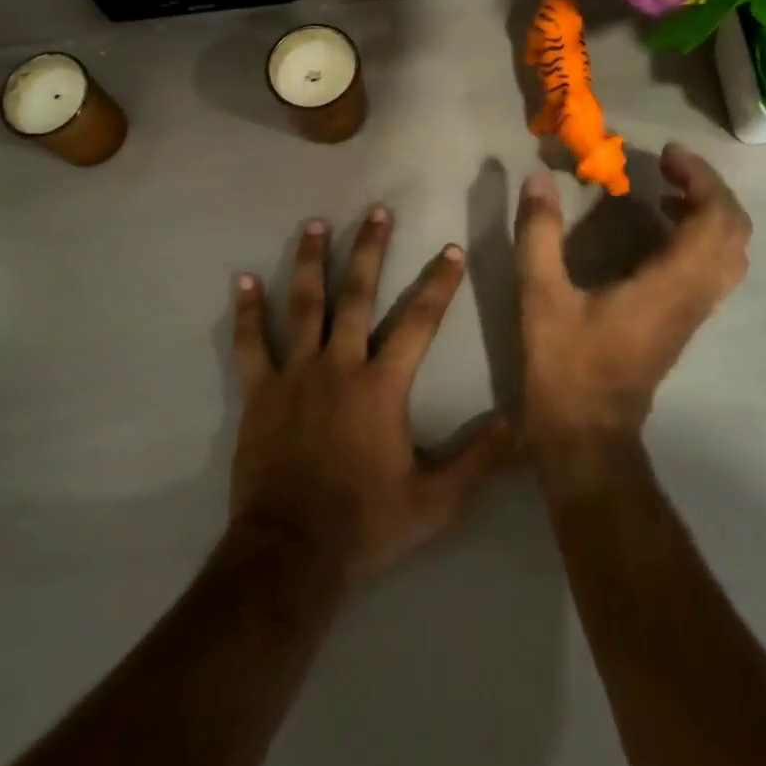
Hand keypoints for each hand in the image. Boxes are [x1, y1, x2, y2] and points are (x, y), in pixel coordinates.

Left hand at [229, 207, 517, 588]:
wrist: (292, 554)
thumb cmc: (366, 524)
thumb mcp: (436, 502)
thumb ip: (480, 461)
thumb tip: (522, 424)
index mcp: (382, 386)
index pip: (419, 322)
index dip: (439, 284)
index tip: (451, 250)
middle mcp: (339, 365)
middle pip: (357, 295)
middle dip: (370, 250)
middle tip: (377, 212)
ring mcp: (295, 374)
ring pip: (304, 305)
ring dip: (310, 262)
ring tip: (315, 224)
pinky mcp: (259, 391)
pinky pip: (250, 343)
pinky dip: (248, 312)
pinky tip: (243, 280)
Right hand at [514, 143, 751, 452]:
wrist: (588, 434)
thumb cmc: (566, 365)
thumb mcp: (541, 295)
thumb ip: (539, 234)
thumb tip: (537, 179)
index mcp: (670, 285)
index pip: (716, 220)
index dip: (701, 179)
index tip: (666, 154)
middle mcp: (695, 296)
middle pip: (734, 232)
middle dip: (709, 189)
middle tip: (667, 166)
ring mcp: (694, 312)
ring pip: (729, 252)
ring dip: (708, 212)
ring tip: (665, 191)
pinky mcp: (684, 322)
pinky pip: (714, 268)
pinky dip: (700, 236)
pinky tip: (659, 230)